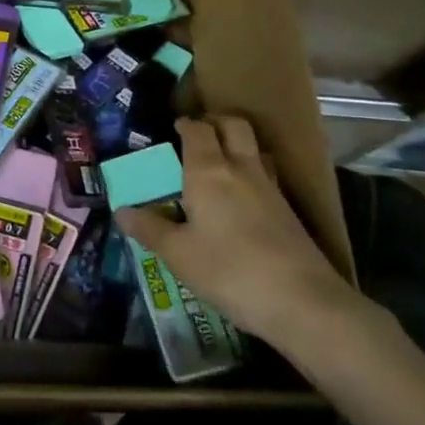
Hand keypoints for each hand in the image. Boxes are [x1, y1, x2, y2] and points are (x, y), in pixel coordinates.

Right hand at [115, 115, 362, 354]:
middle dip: (215, 122)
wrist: (302, 301)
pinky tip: (242, 199)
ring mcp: (270, 188)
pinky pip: (266, 175)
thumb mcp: (178, 254)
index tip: (174, 128)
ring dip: (237, 145)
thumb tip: (121, 211)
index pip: (198, 130)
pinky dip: (251, 173)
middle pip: (233, 125)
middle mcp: (241, 168)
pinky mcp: (289, 211)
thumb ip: (150, 229)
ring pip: (254, 148)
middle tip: (198, 135)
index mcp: (208, 171)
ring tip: (219, 163)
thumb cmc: (229, 271)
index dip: (185, 124)